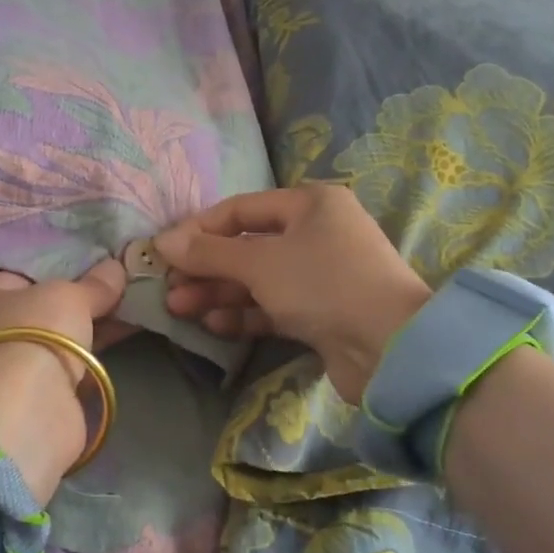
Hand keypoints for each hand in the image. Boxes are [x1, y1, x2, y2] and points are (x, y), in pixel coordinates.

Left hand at [0, 260, 126, 503]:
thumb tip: (117, 267)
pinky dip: (87, 359)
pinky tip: (117, 342)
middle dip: (74, 304)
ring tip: (125, 312)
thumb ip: (94, 285)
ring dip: (84, 331)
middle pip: (37, 311)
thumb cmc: (34, 332)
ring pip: (52, 341)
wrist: (27, 407)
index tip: (90, 269)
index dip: (54, 272)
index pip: (18, 277)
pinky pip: (65, 368)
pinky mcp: (29, 399)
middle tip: (113, 291)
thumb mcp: (69, 296)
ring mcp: (4, 369)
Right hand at [155, 184, 430, 400]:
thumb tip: (162, 241)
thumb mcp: (259, 262)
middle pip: (246, 247)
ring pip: (257, 280)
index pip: (240, 209)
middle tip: (168, 289)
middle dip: (205, 268)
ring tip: (180, 310)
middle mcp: (316, 233)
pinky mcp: (320, 313)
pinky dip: (243, 314)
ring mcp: (319, 275)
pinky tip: (214, 325)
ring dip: (219, 293)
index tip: (163, 253)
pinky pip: (272, 307)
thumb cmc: (323, 284)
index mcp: (309, 204)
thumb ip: (208, 252)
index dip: (198, 229)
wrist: (391, 348)